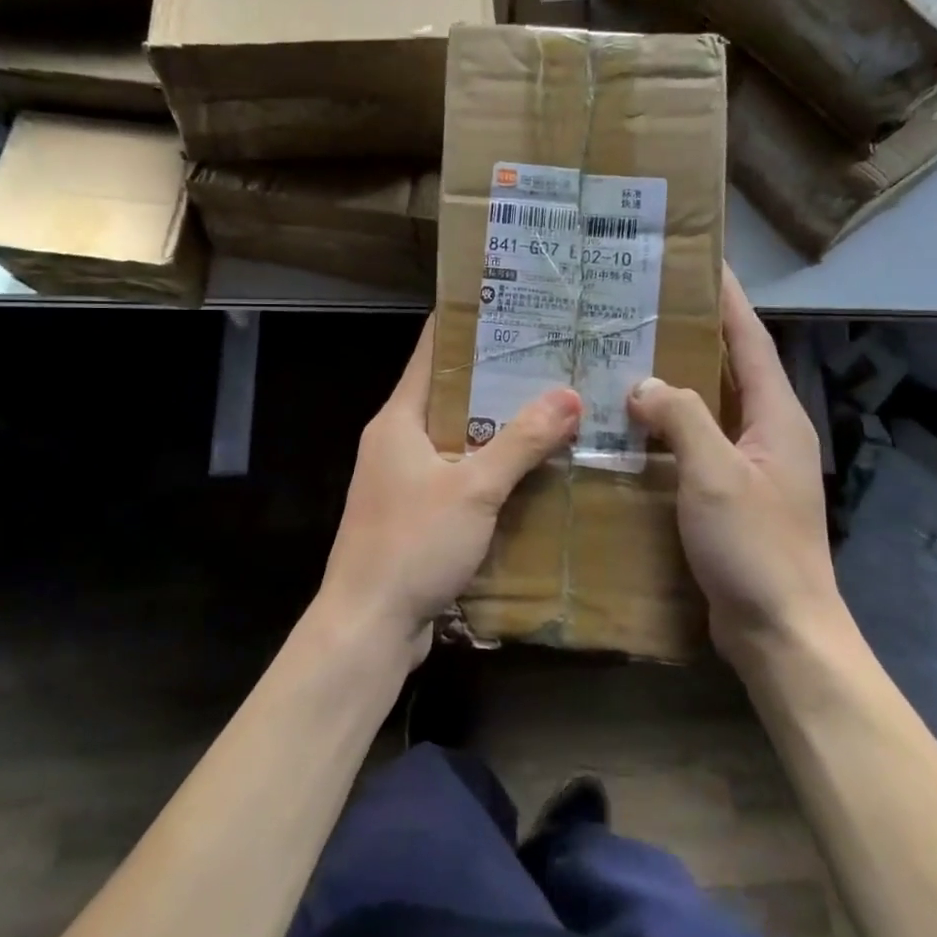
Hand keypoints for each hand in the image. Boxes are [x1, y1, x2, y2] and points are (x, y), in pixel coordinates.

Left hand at [315, 315, 581, 666]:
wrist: (368, 626)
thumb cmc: (412, 544)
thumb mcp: (473, 489)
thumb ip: (521, 442)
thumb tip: (569, 395)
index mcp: (398, 419)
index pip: (431, 354)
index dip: (468, 328)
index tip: (513, 310)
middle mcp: (395, 441)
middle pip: (449, 395)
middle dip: (497, 379)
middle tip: (552, 361)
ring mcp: (403, 479)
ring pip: (457, 438)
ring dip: (498, 427)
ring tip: (553, 407)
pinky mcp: (414, 513)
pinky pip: (457, 476)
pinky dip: (489, 469)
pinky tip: (532, 470)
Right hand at [627, 267, 840, 664]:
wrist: (780, 630)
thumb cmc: (756, 547)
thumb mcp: (716, 473)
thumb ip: (682, 417)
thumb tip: (643, 384)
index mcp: (776, 415)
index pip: (751, 339)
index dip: (727, 298)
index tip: (701, 261)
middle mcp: (767, 432)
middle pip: (730, 367)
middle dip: (693, 334)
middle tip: (644, 308)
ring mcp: (749, 466)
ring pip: (708, 407)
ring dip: (674, 382)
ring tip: (626, 357)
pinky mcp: (729, 495)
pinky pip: (695, 444)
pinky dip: (666, 429)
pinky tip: (629, 427)